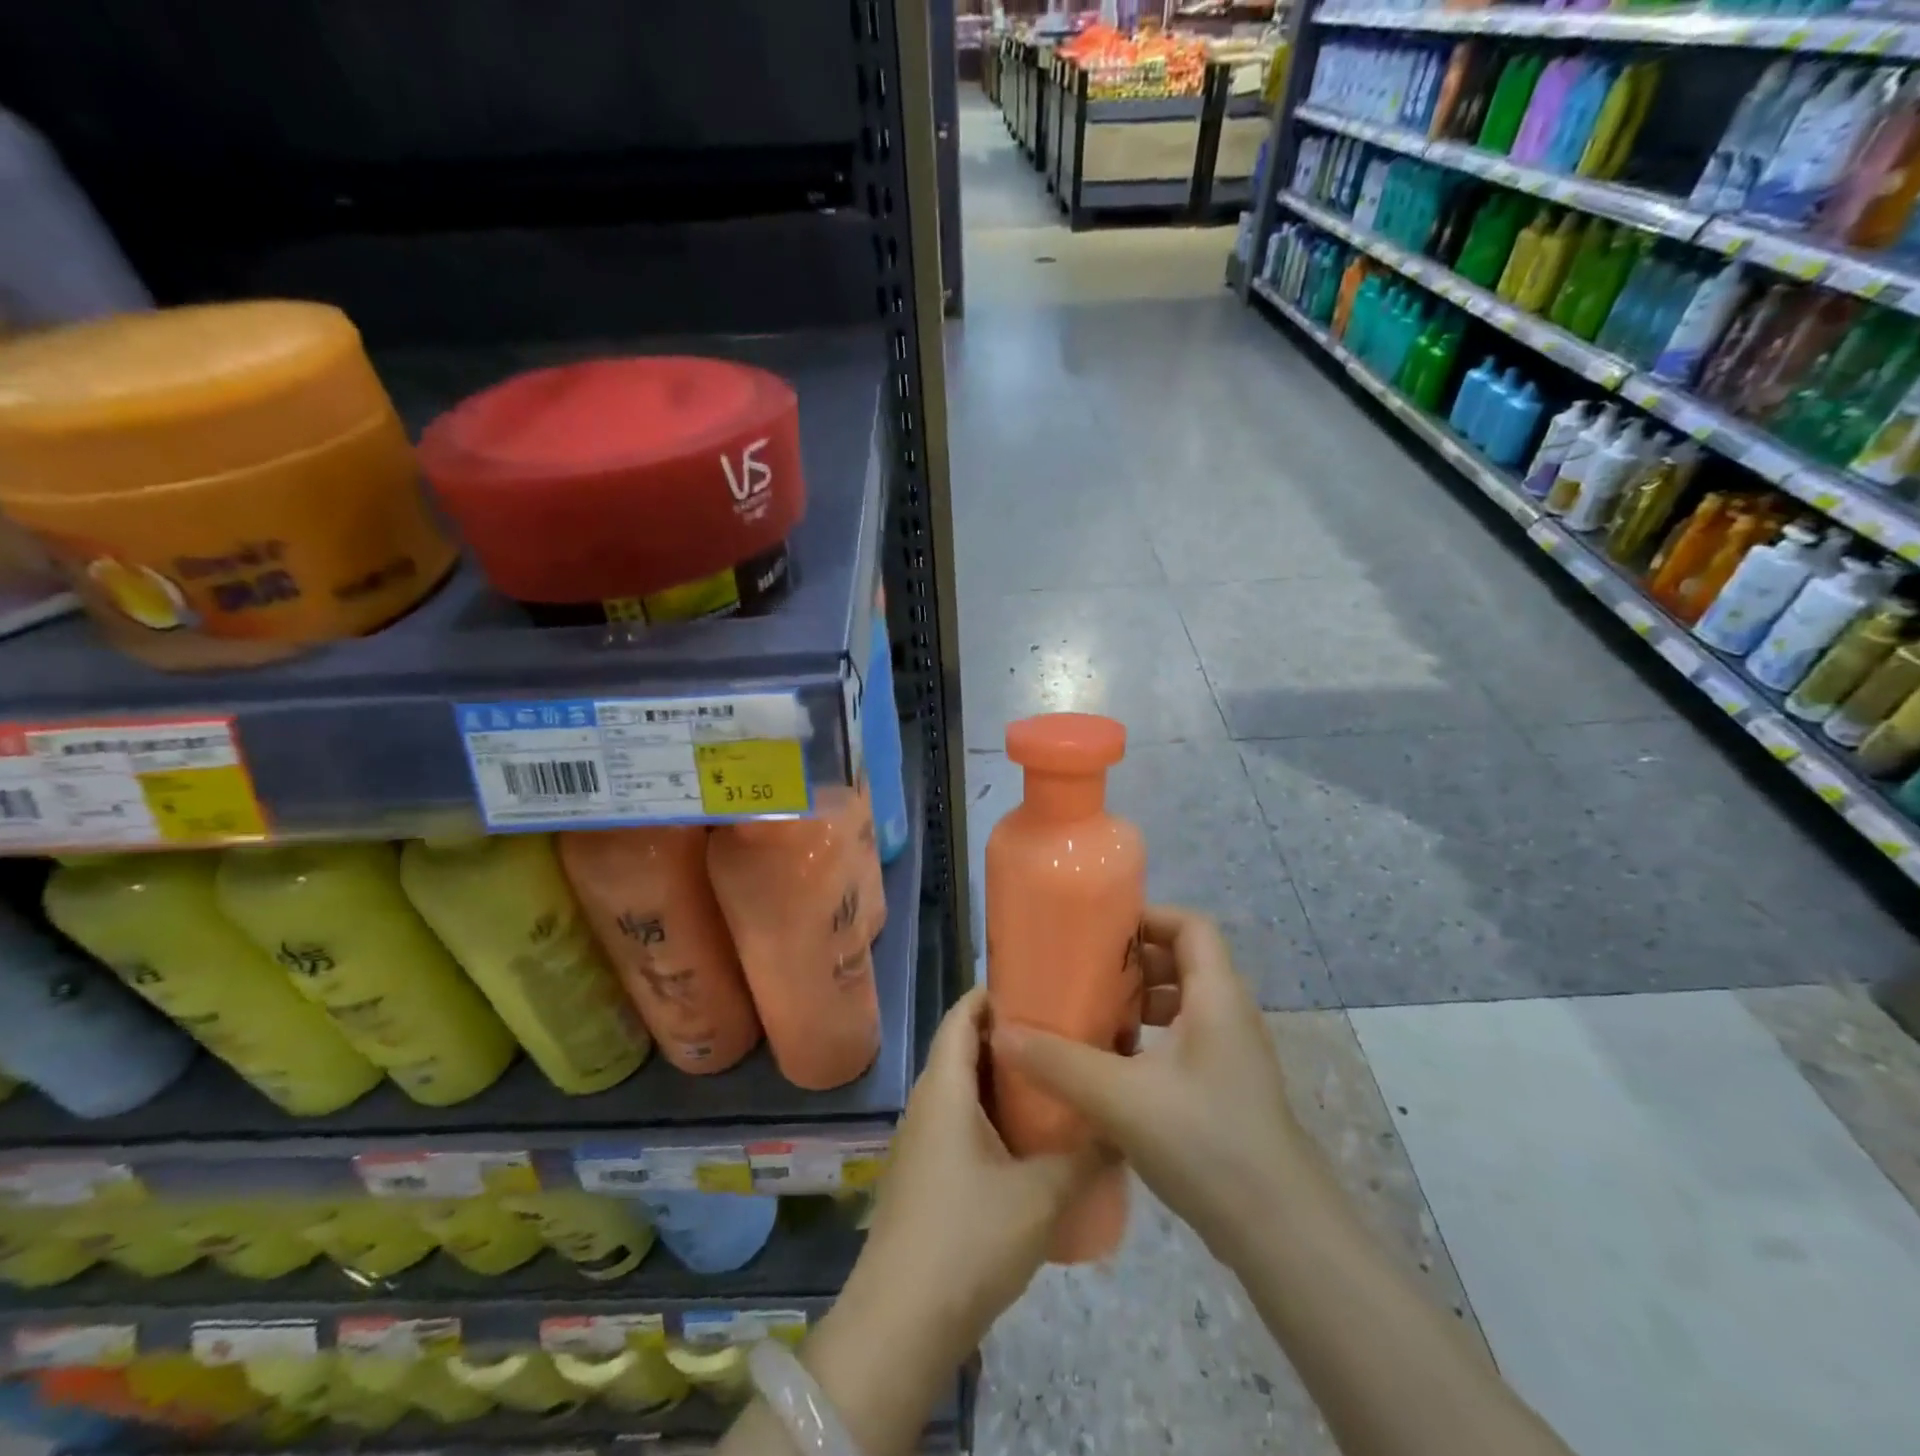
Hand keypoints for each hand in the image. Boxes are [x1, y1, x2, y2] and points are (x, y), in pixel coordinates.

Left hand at [849, 986, 1100, 1354]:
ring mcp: (922, 1140)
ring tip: (1057, 1080)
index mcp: (945, 1088)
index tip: (1041, 986)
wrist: (900, 1326)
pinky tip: (1032, 1139)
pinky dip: (994, 1115)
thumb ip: (1086, 1157)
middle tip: (1064, 1033)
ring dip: (1004, 1081)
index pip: (962, 1015)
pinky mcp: (926, 1174)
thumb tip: (1122, 1127)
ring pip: (965, 1089)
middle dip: (1011, 1037)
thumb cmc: (967, 1240)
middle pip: (965, 1047)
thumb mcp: (1040, 1196)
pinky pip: (961, 1122)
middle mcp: (928, 1102)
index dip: (995, 994)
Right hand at [991, 905, 1308, 1259]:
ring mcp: (1233, 1056)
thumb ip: (1059, 1063)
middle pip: (1185, 961)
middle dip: (1135, 963)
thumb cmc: (1206, 1142)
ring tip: (1094, 1018)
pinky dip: (1151, 1040)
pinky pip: (1186, 1041)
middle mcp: (1230, 1015)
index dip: (1148, 918)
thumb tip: (1001, 1033)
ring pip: (1184, 1005)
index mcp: (1217, 996)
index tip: (1100, 932)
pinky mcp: (1227, 1090)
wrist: (1280, 1233)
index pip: (1191, 926)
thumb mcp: (1122, 1098)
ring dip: (1141, 1004)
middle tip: (1086, 975)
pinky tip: (1114, 1070)